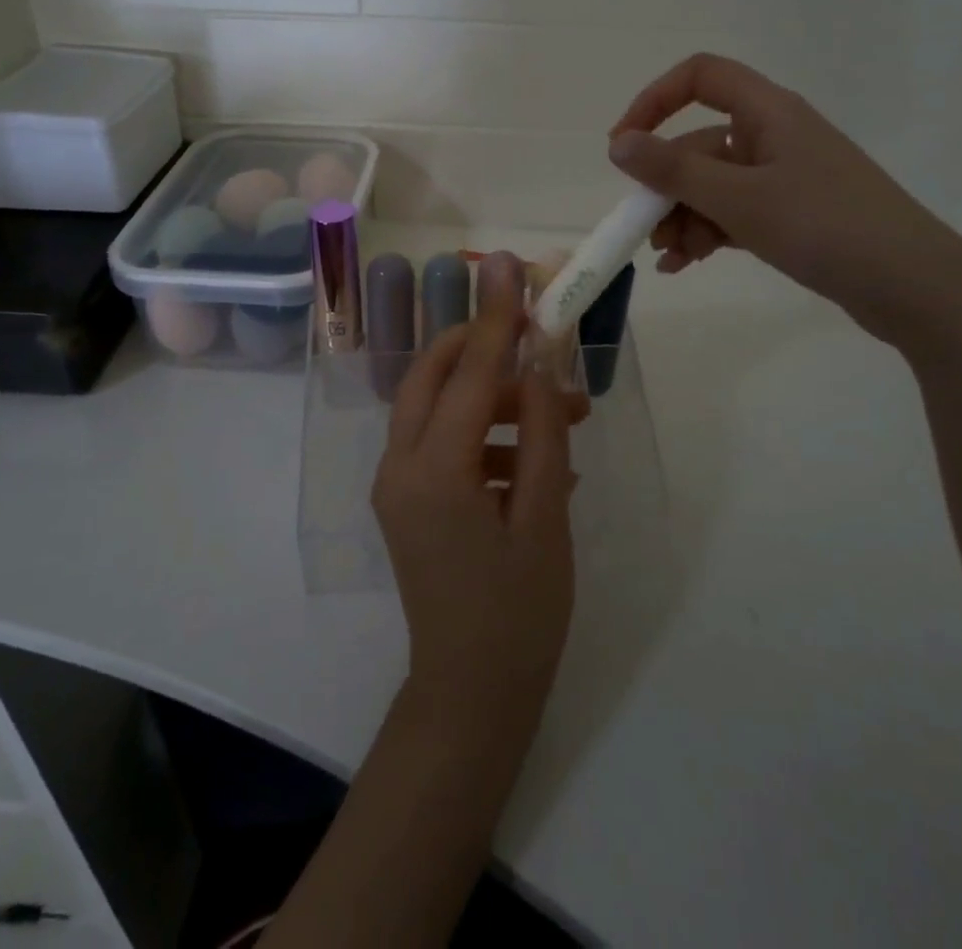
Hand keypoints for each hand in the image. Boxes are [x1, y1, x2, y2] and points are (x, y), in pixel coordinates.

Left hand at [374, 253, 575, 727]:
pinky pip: (442, 443)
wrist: (472, 695)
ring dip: (495, 399)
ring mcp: (397, 484)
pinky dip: (485, 436)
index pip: (467, 371)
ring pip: (439, 408)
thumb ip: (542, 431)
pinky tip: (538, 461)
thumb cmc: (520, 613)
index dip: (496, 317)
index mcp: (432, 470)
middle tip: (537, 337)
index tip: (509, 266)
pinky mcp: (407, 500)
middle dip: (483, 347)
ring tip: (564, 414)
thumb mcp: (545, 516)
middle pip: (433, 375)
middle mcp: (399, 466)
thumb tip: (541, 364)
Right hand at [608, 52, 961, 350]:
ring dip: (683, 217)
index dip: (654, 101)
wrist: (915, 287)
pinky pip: (733, 212)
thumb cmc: (826, 227)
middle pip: (699, 143)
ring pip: (712, 184)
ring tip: (670, 259)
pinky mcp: (791, 213)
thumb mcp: (739, 199)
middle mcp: (774, 135)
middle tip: (644, 229)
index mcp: (768, 112)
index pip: (700, 77)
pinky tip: (687, 264)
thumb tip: (618, 144)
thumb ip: (673, 170)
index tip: (623, 145)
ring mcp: (783, 176)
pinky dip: (707, 233)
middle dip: (665, 186)